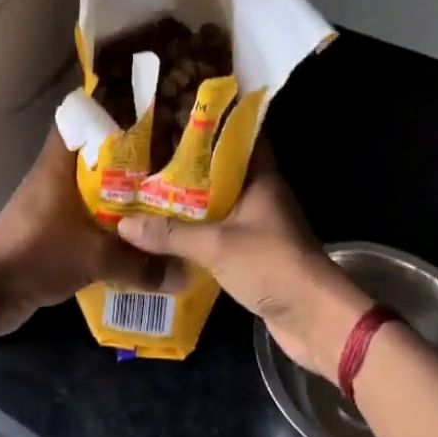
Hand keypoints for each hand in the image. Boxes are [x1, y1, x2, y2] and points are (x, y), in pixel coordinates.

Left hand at [0, 130, 182, 338]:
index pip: (81, 117)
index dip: (112, 109)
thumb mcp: (94, 257)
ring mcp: (51, 202)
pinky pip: (87, 215)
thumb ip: (140, 264)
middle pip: (95, 153)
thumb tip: (185, 273)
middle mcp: (54, 175)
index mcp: (59, 163)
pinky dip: (109, 221)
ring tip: (162, 195)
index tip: (148, 112)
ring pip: (93, 186)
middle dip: (130, 157)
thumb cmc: (36, 254)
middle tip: (170, 158)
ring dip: (121, 193)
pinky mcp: (50, 228)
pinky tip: (136, 234)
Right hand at [117, 147, 369, 379]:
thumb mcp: (216, 245)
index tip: (175, 118)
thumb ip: (170, 234)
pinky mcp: (253, 252)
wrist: (313, 318)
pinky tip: (166, 232)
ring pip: (218, 203)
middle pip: (221, 170)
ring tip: (147, 190)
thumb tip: (124, 225)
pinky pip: (219, 232)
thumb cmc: (271, 264)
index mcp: (260, 177)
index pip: (236, 138)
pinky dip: (196, 231)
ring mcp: (258, 224)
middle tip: (147, 156)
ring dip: (189, 201)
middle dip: (187, 165)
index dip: (209, 125)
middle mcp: (260, 194)